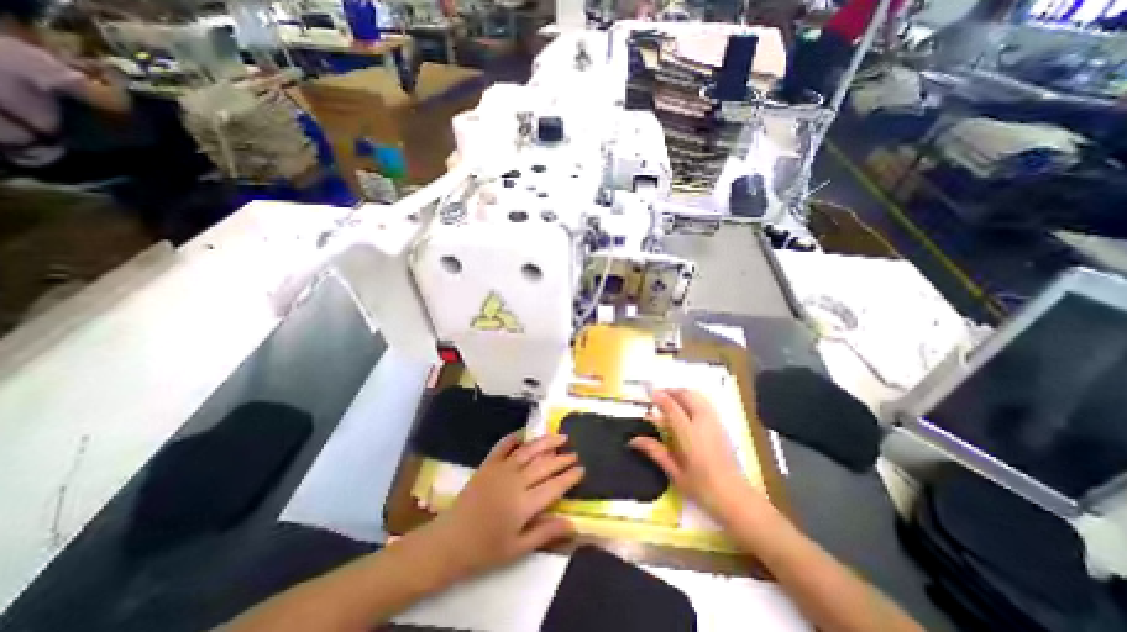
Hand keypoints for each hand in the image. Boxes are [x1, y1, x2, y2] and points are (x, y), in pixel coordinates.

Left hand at [421, 433, 580, 582]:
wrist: (450, 541)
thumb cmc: (485, 550)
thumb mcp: (518, 549)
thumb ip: (546, 533)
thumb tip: (573, 524)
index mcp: (524, 504)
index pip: (554, 486)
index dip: (569, 476)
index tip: (581, 469)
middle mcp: (516, 481)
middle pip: (545, 465)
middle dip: (562, 458)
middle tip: (575, 453)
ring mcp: (501, 469)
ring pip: (529, 450)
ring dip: (546, 442)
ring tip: (560, 436)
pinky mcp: (488, 464)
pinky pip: (504, 446)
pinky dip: (515, 437)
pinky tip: (525, 433)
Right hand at [630, 389, 760, 523]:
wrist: (734, 496)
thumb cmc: (701, 488)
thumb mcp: (674, 472)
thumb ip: (654, 451)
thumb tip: (633, 440)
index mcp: (689, 434)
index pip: (672, 407)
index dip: (660, 397)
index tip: (649, 394)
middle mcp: (703, 423)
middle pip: (687, 395)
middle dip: (671, 391)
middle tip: (658, 396)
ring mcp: (714, 422)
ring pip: (698, 396)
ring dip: (682, 393)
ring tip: (671, 400)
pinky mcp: (721, 425)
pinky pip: (705, 403)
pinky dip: (693, 399)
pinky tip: (686, 409)